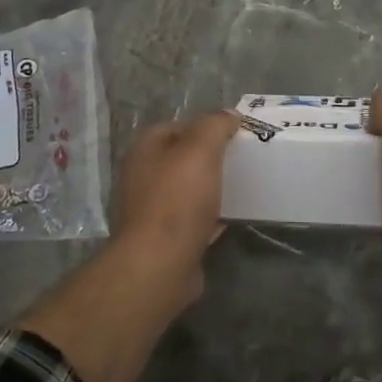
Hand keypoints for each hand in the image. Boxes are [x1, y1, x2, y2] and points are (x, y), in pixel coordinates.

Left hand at [107, 111, 239, 310]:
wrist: (160, 265)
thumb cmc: (177, 200)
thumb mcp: (200, 149)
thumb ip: (215, 125)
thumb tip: (229, 115)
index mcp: (144, 149)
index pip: (178, 126)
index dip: (206, 127)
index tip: (235, 135)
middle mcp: (141, 176)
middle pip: (182, 158)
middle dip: (210, 159)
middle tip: (239, 161)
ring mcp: (149, 209)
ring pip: (187, 189)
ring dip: (210, 188)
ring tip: (239, 187)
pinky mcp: (163, 239)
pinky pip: (191, 219)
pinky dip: (209, 217)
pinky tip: (229, 219)